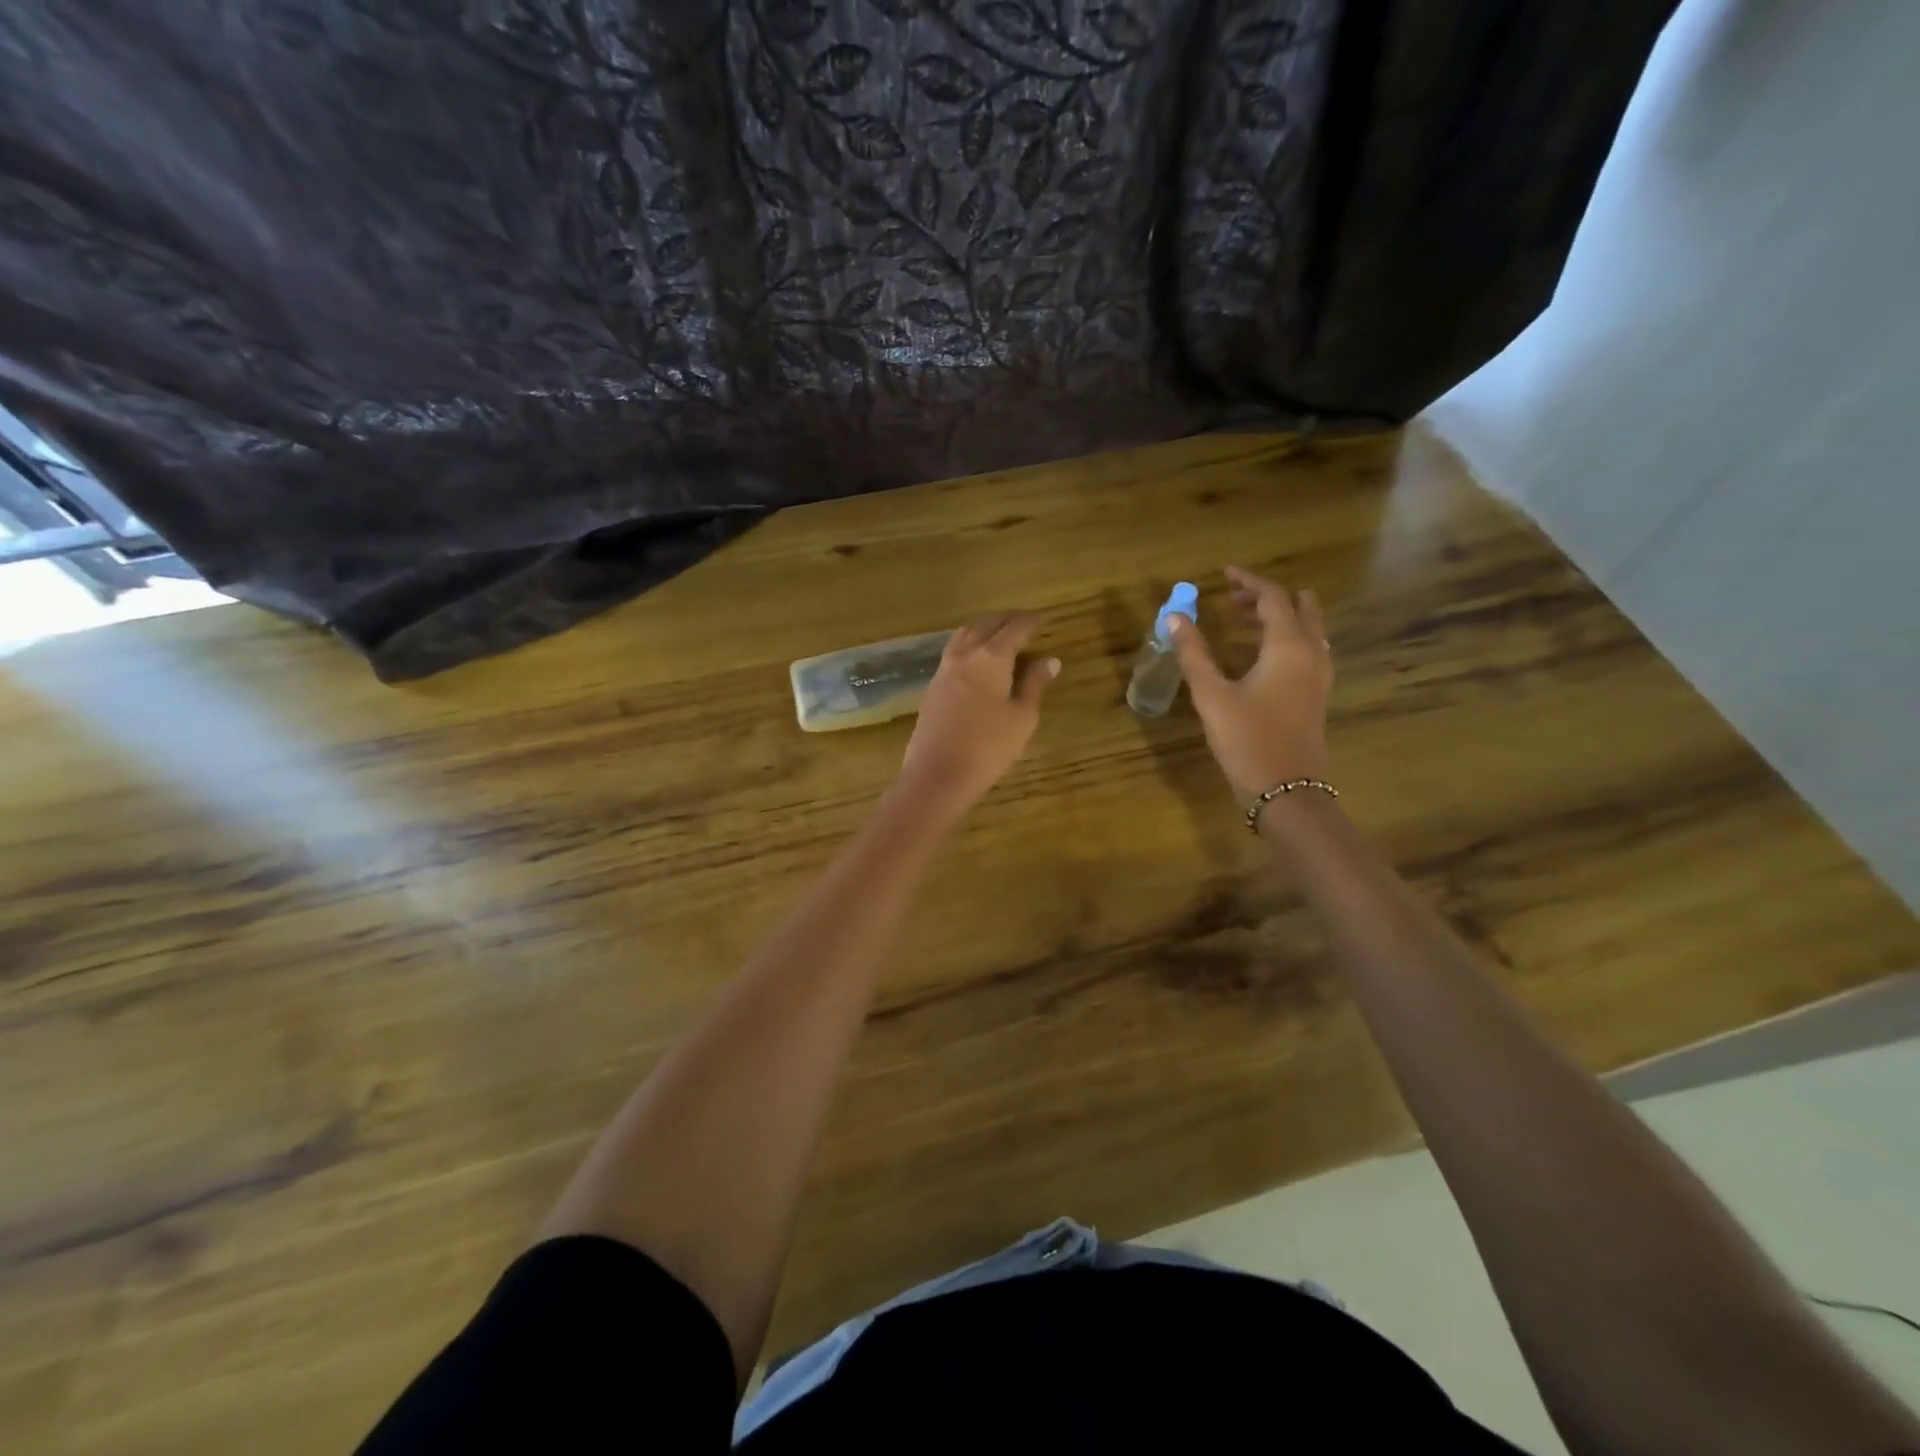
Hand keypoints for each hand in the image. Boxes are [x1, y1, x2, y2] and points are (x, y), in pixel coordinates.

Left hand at [897, 613, 1057, 813]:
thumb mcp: (1022, 717)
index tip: (1046, 618)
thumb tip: (1049, 660)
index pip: (1015, 628)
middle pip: (986, 624)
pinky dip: (970, 643)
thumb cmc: (988, 747)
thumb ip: (1034, 684)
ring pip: (965, 634)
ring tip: (1000, 633)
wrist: (937, 775)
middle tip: (1025, 621)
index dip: (1032, 621)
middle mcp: (965, 655)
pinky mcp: (933, 686)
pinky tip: (978, 657)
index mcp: (991, 657)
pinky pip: (953, 651)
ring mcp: (944, 669)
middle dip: (1007, 618)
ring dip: (984, 627)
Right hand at [1168, 566, 1333, 801]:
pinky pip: (1308, 648)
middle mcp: (1311, 652)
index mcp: (1288, 646)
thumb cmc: (1247, 739)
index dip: (1249, 581)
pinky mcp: (1317, 694)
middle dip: (1267, 596)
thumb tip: (1174, 618)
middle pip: (1298, 607)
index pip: (1272, 597)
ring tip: (1243, 622)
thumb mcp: (1212, 695)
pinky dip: (1287, 637)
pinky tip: (1261, 654)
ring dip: (1279, 616)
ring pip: (1307, 628)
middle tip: (1233, 598)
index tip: (1224, 574)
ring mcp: (1319, 674)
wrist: (1285, 789)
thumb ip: (1193, 653)